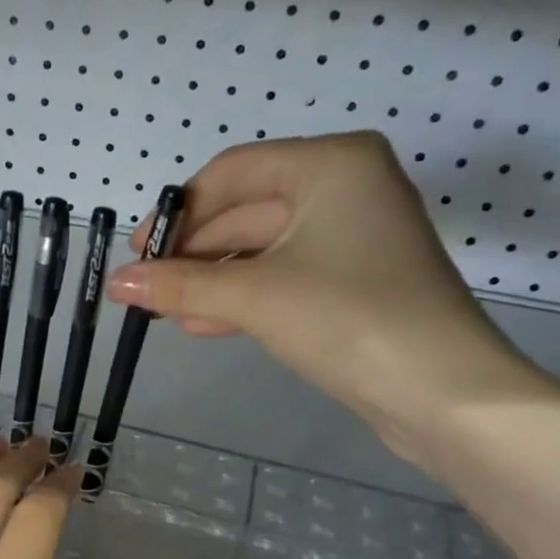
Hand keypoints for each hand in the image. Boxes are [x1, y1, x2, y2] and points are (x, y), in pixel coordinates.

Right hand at [107, 132, 553, 464]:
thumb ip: (181, 286)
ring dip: (212, 280)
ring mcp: (352, 236)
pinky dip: (243, 298)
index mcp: (330, 164)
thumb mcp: (255, 297)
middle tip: (144, 288)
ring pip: (261, 248)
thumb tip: (116, 284)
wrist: (443, 394)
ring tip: (165, 312)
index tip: (137, 254)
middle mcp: (345, 187)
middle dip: (192, 253)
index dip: (177, 214)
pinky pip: (283, 276)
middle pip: (245, 209)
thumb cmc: (350, 319)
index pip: (231, 173)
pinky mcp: (353, 281)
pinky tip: (202, 325)